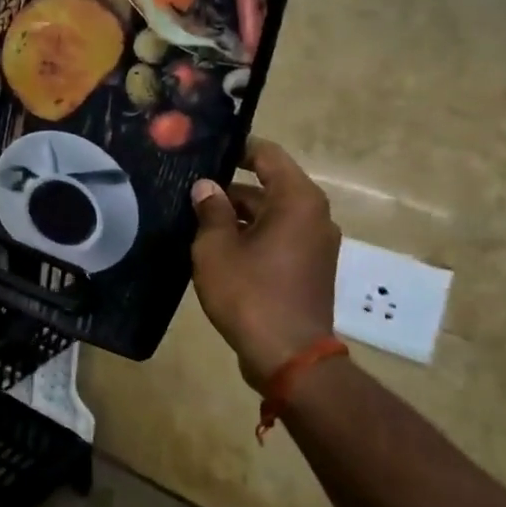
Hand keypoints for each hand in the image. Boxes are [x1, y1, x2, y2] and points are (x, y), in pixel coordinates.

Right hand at [189, 138, 340, 391]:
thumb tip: (207, 188)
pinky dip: (253, 237)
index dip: (236, 149)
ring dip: (239, 217)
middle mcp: (315, 215)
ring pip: (272, 215)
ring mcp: (316, 244)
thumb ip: (210, 211)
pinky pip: (279, 239)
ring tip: (196, 221)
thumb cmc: (250, 293)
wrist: (288, 357)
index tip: (205, 153)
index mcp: (298, 200)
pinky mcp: (311, 268)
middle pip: (269, 187)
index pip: (267, 155)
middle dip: (230, 189)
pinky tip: (218, 249)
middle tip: (189, 192)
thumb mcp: (216, 248)